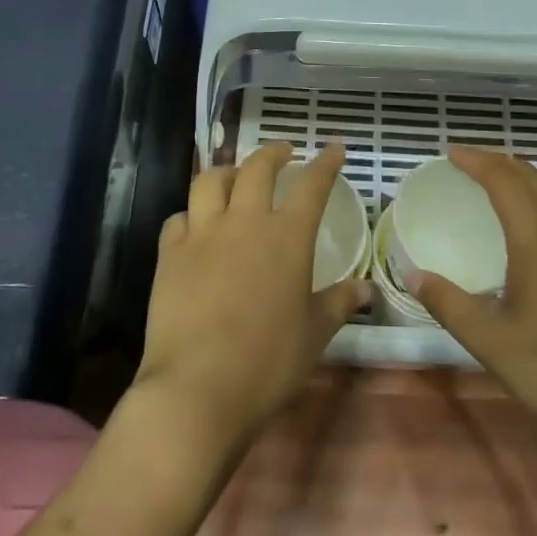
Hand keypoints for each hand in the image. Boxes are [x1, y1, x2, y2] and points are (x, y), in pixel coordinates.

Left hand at [133, 142, 370, 448]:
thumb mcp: (314, 334)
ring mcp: (202, 235)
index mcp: (287, 238)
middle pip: (257, 168)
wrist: (197, 387)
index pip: (312, 186)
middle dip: (273, 153)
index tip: (335, 148)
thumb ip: (339, 303)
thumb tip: (367, 288)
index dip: (326, 163)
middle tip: (284, 152)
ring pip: (210, 181)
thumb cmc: (268, 362)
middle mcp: (245, 223)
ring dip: (227, 171)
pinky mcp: (169, 255)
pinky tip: (196, 225)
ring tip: (236, 176)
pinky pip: (178, 218)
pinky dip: (191, 214)